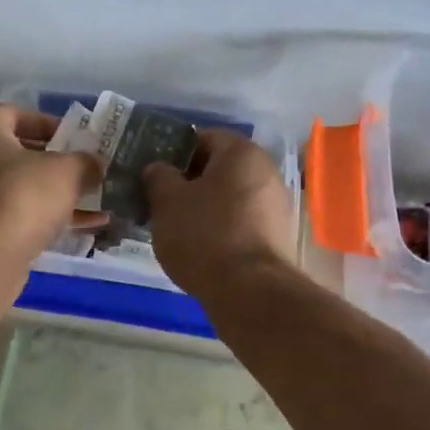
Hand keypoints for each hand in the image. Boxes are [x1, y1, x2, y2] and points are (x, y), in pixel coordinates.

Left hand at [0, 104, 98, 267]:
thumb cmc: (22, 197)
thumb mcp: (67, 171)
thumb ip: (86, 162)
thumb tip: (95, 165)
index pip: (17, 114)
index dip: (50, 123)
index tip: (78, 138)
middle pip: (20, 154)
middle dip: (58, 162)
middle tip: (89, 169)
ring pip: (23, 189)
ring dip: (58, 195)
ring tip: (97, 200)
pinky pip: (20, 217)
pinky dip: (50, 219)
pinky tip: (87, 227)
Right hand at [143, 130, 295, 299]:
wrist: (249, 292)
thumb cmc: (204, 235)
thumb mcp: (167, 202)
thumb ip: (158, 177)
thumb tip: (159, 169)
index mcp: (241, 152)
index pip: (202, 138)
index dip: (173, 153)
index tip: (152, 174)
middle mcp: (266, 172)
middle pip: (218, 169)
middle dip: (188, 183)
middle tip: (159, 202)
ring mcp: (277, 206)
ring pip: (229, 198)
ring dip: (204, 208)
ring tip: (176, 229)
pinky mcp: (277, 238)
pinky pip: (241, 223)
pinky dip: (220, 230)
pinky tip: (200, 249)